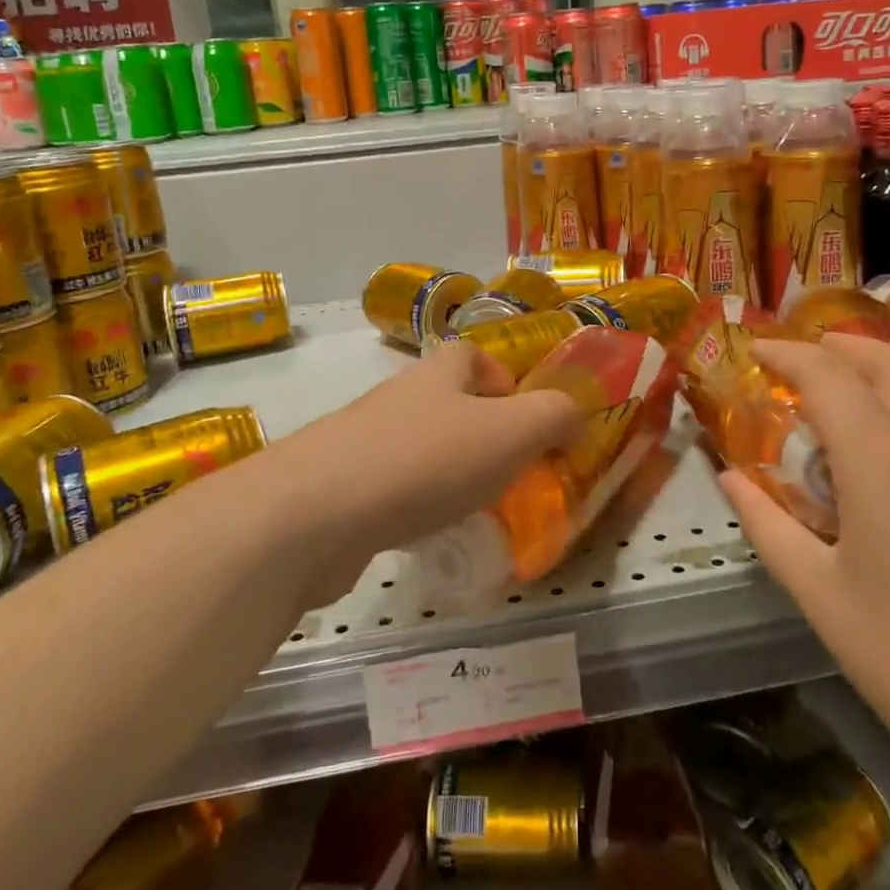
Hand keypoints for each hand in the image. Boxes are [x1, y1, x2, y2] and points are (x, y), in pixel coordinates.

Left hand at [288, 340, 583, 603]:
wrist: (314, 514)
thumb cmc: (425, 461)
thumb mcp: (511, 432)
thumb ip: (554, 415)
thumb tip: (575, 410)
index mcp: (437, 375)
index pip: (469, 354)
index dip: (500, 377)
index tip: (523, 416)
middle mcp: (397, 398)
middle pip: (443, 401)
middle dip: (477, 430)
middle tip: (507, 470)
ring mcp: (360, 442)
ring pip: (416, 445)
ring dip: (445, 469)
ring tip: (472, 507)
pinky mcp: (336, 488)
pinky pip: (388, 487)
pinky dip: (411, 504)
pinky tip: (423, 534)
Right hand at [718, 335, 889, 774]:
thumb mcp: (823, 598)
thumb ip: (769, 526)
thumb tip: (731, 478)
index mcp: (885, 464)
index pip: (829, 376)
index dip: (787, 353)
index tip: (754, 348)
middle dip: (841, 346)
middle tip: (800, 355)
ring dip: (878, 375)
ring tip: (834, 400)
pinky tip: (884, 458)